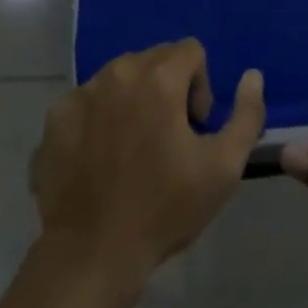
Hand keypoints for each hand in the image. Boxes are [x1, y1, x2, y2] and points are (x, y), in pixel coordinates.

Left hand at [32, 38, 265, 285]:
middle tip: (165, 142)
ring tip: (131, 152)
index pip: (191, 51)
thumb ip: (247, 115)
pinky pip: (87, 102)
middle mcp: (119, 71)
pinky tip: (99, 161)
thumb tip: (252, 74)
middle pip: (155, 60)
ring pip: (120, 78)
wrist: (91, 256)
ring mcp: (83, 91)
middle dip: (167, 91)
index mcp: (159, 76)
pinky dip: (97, 120)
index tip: (193, 130)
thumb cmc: (163, 210)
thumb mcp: (224, 169)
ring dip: (132, 102)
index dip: (200, 88)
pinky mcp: (56, 116)